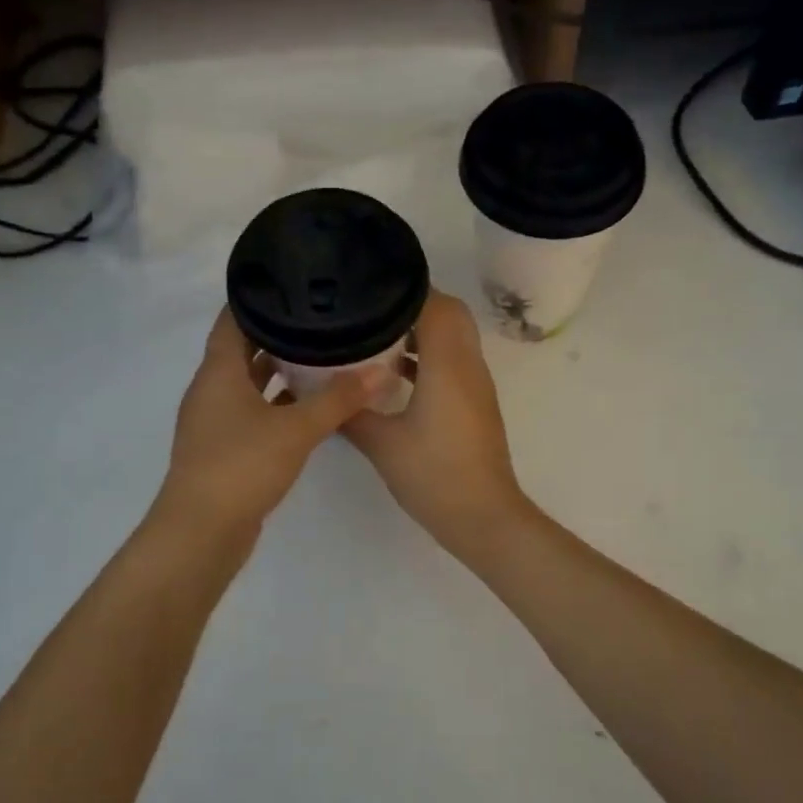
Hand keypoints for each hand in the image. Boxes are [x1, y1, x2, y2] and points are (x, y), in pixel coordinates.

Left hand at [158, 309, 377, 532]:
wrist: (202, 531)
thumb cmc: (242, 466)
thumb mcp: (297, 429)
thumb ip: (339, 399)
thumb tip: (381, 370)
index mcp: (218, 372)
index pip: (232, 319)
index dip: (257, 297)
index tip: (291, 280)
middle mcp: (211, 390)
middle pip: (242, 349)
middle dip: (276, 332)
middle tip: (318, 315)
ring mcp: (215, 421)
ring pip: (248, 382)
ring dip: (278, 369)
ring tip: (321, 353)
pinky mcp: (225, 448)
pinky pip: (252, 411)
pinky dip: (276, 402)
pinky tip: (309, 404)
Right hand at [343, 290, 528, 555]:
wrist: (482, 516)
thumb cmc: (434, 475)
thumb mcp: (382, 444)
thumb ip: (351, 412)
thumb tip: (320, 390)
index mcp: (448, 365)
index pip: (436, 304)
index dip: (405, 289)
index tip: (369, 286)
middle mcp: (469, 366)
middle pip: (451, 313)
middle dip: (415, 304)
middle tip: (372, 308)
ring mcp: (477, 385)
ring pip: (455, 337)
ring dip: (423, 330)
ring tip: (377, 334)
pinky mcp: (476, 404)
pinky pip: (455, 362)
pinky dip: (430, 356)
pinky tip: (395, 374)